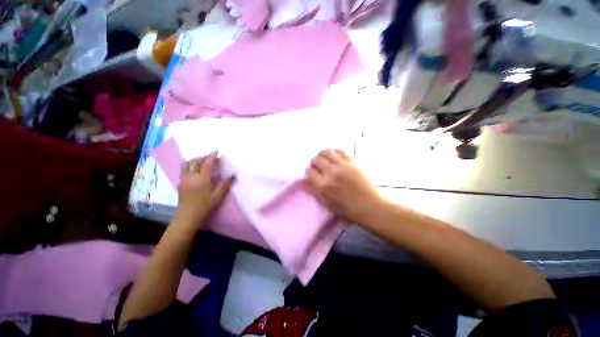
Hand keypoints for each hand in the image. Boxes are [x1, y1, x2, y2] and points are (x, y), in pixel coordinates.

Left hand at [174, 152, 233, 230]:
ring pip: (188, 164)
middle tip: (212, 157)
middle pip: (196, 161)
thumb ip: (225, 184)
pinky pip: (183, 169)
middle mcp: (191, 176)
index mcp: (202, 179)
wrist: (187, 216)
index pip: (206, 163)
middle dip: (204, 156)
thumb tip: (232, 175)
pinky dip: (189, 164)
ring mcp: (184, 179)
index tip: (216, 151)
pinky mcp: (180, 182)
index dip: (212, 155)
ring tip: (204, 160)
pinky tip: (194, 167)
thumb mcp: (217, 196)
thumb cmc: (204, 206)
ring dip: (196, 159)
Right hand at [306, 149, 383, 223]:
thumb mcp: (327, 204)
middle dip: (313, 161)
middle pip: (317, 160)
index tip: (311, 173)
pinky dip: (335, 152)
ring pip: (327, 152)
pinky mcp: (352, 162)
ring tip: (323, 157)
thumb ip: (315, 191)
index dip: (309, 171)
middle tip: (316, 165)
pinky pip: (341, 151)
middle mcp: (331, 173)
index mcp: (323, 186)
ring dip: (322, 154)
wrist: (369, 206)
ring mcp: (343, 166)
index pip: (310, 172)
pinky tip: (334, 155)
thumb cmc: (347, 209)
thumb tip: (305, 182)